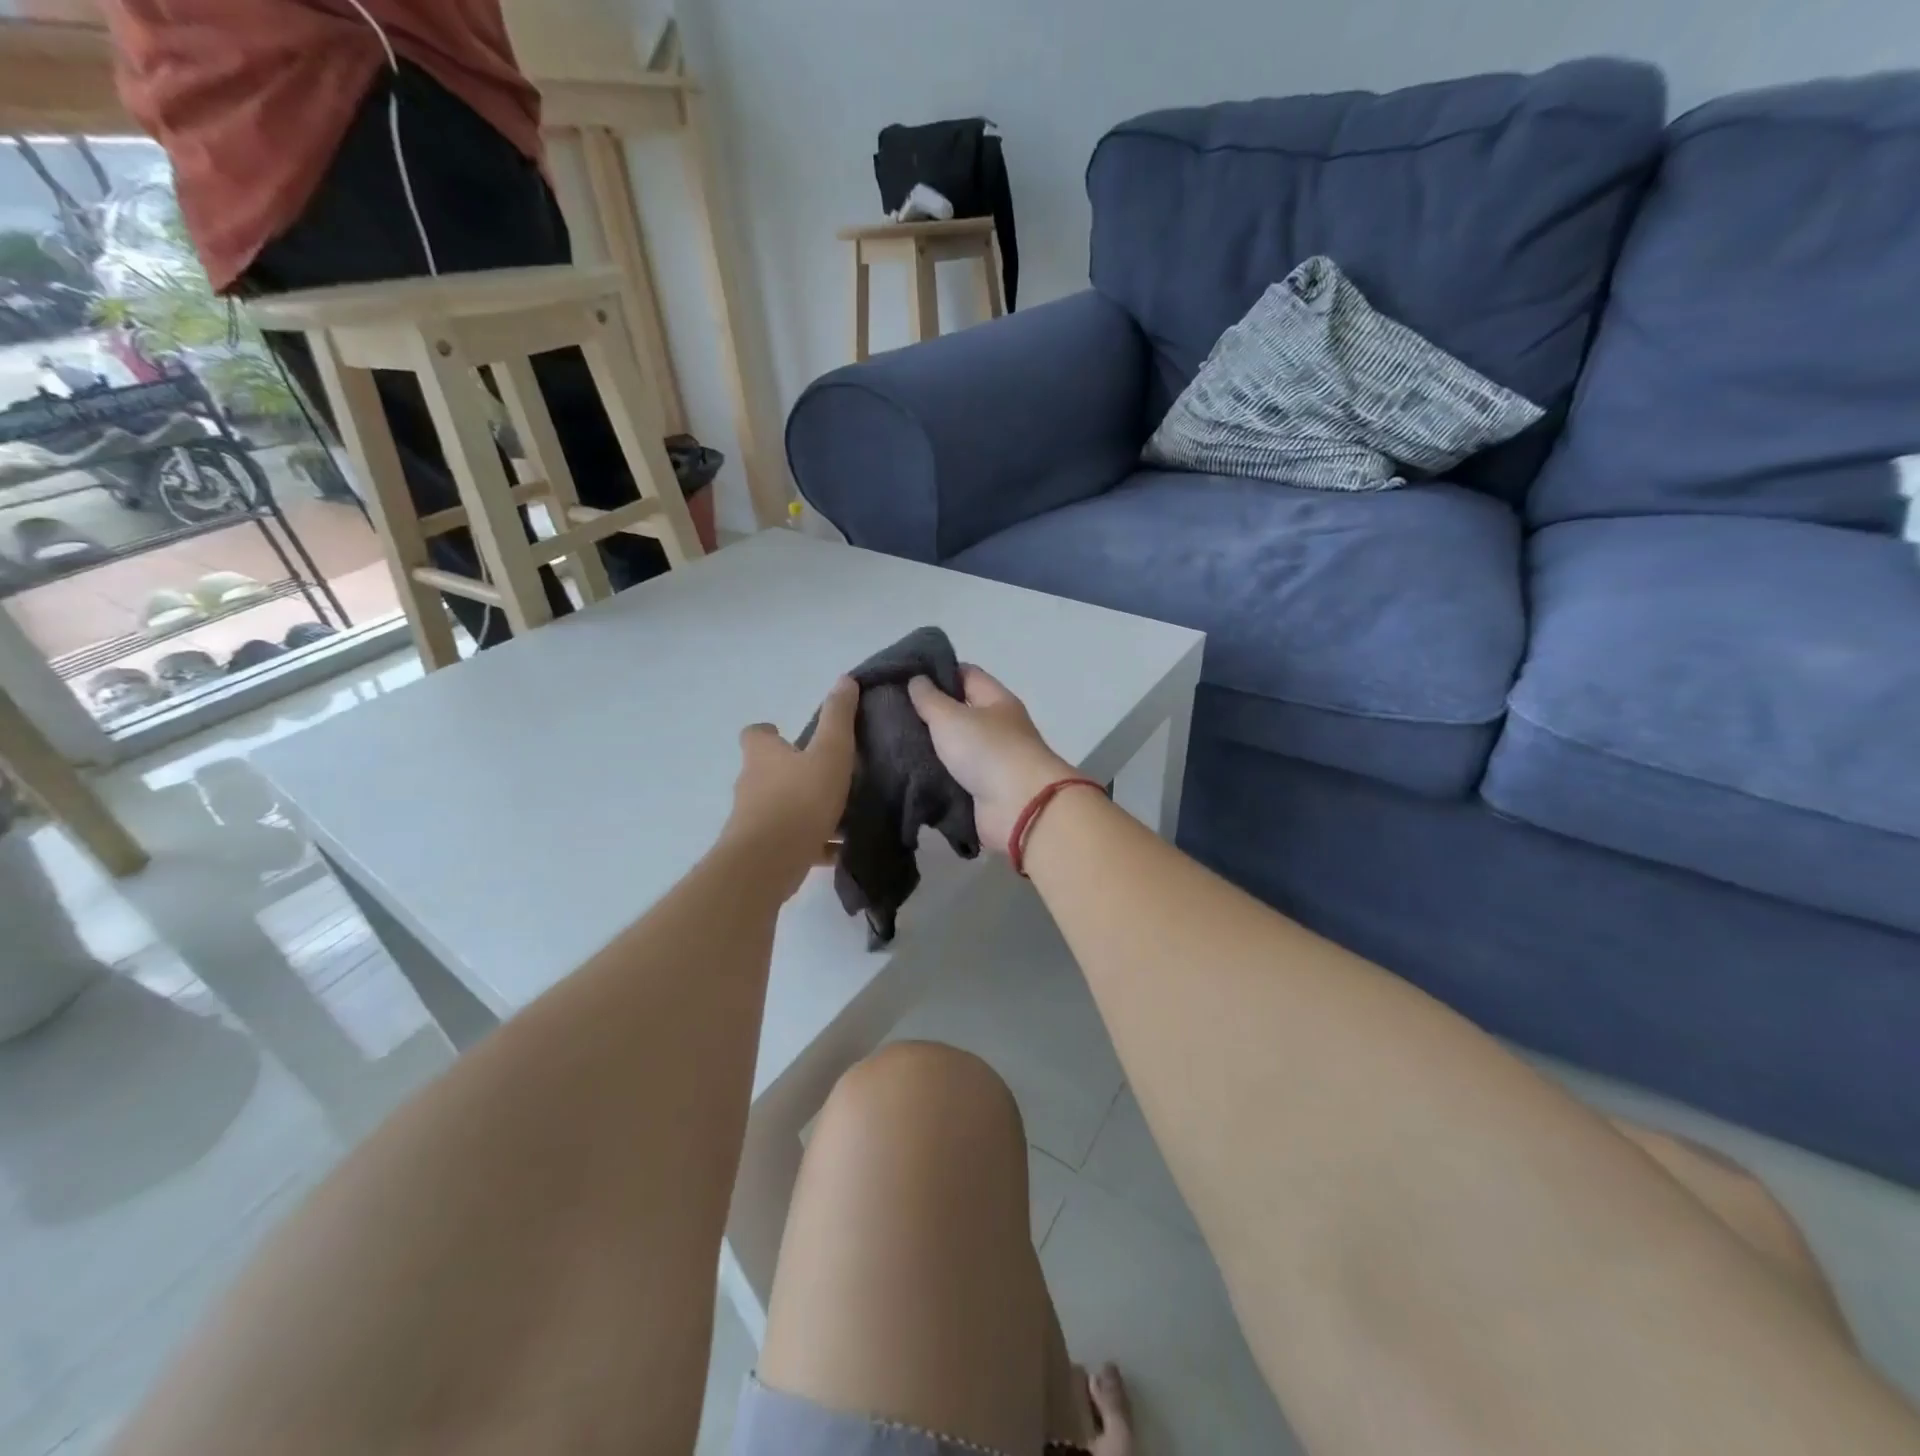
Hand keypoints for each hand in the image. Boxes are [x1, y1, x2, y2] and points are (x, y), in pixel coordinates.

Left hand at [724, 676, 856, 899]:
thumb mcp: (829, 752)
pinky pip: (791, 842)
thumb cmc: (800, 799)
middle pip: (768, 772)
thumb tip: (845, 679)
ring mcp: (753, 820)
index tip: (788, 735)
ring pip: (781, 809)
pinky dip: (812, 843)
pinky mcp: (763, 852)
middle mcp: (752, 784)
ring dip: (805, 809)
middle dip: (794, 773)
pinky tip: (839, 850)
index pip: (755, 735)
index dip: (769, 733)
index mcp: (763, 756)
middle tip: (827, 774)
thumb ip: (839, 718)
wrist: (768, 862)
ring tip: (842, 815)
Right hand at [908, 666, 1075, 856]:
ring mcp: (992, 762)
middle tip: (890, 712)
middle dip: (927, 713)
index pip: (966, 675)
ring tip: (891, 743)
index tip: (904, 677)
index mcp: (996, 701)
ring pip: (953, 748)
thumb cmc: (988, 750)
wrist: (1020, 808)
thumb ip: (930, 698)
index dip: (937, 672)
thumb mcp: (951, 716)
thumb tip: (917, 679)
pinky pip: (954, 778)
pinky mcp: (983, 792)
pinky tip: (907, 773)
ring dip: (928, 748)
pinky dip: (935, 776)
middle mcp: (997, 728)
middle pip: (959, 712)